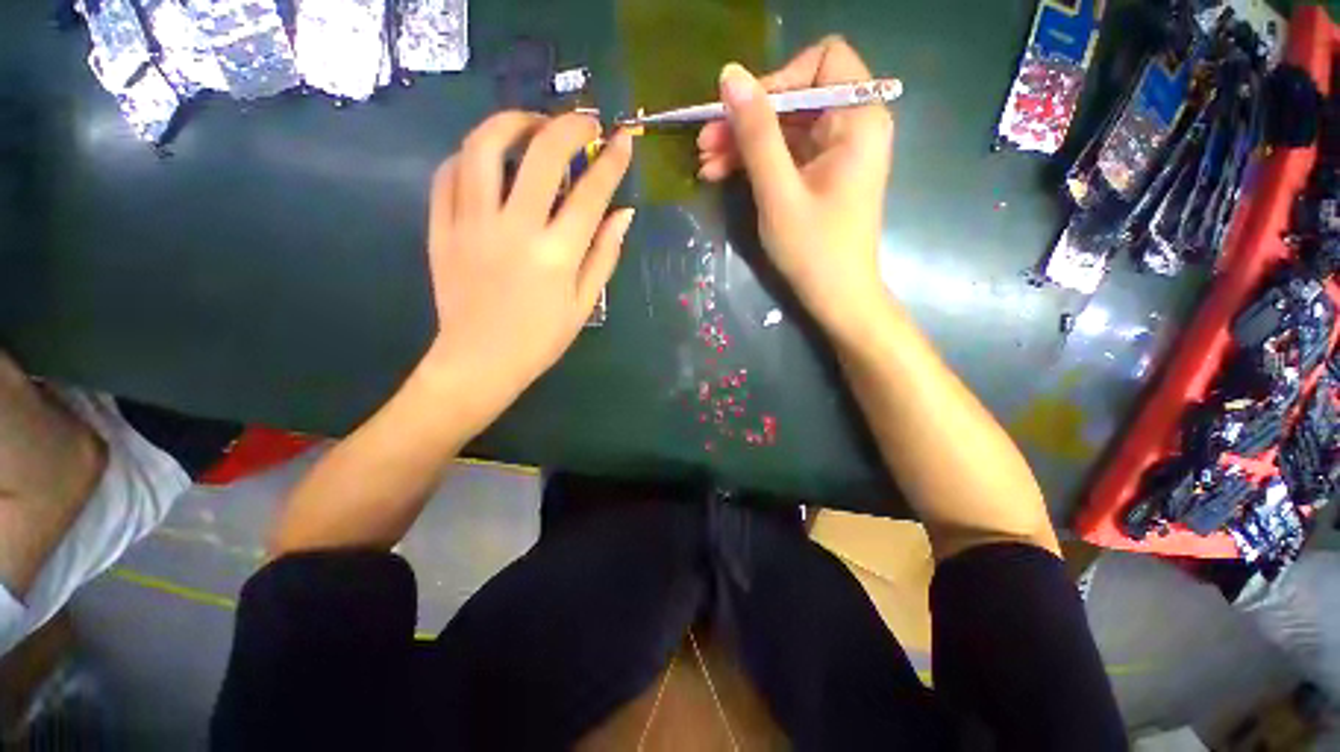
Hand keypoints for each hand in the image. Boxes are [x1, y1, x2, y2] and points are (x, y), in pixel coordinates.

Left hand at [423, 112, 633, 414]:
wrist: (479, 362)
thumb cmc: (540, 340)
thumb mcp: (584, 304)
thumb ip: (605, 255)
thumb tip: (624, 214)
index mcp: (556, 254)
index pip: (590, 192)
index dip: (612, 160)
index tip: (624, 137)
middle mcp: (514, 229)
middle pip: (540, 154)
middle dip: (568, 126)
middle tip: (584, 122)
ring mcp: (471, 225)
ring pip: (483, 148)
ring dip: (511, 123)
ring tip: (531, 124)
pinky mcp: (441, 229)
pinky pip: (448, 175)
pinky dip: (470, 156)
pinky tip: (487, 160)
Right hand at [697, 37, 894, 339]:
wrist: (836, 298)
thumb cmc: (814, 250)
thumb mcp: (779, 192)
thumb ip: (756, 133)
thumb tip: (730, 75)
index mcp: (859, 119)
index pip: (820, 62)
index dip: (776, 81)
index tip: (740, 115)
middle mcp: (852, 125)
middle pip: (795, 96)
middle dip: (748, 118)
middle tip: (704, 142)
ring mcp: (835, 151)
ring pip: (783, 126)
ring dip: (743, 142)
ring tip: (705, 163)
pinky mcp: (820, 173)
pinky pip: (784, 153)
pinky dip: (754, 161)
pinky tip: (721, 173)